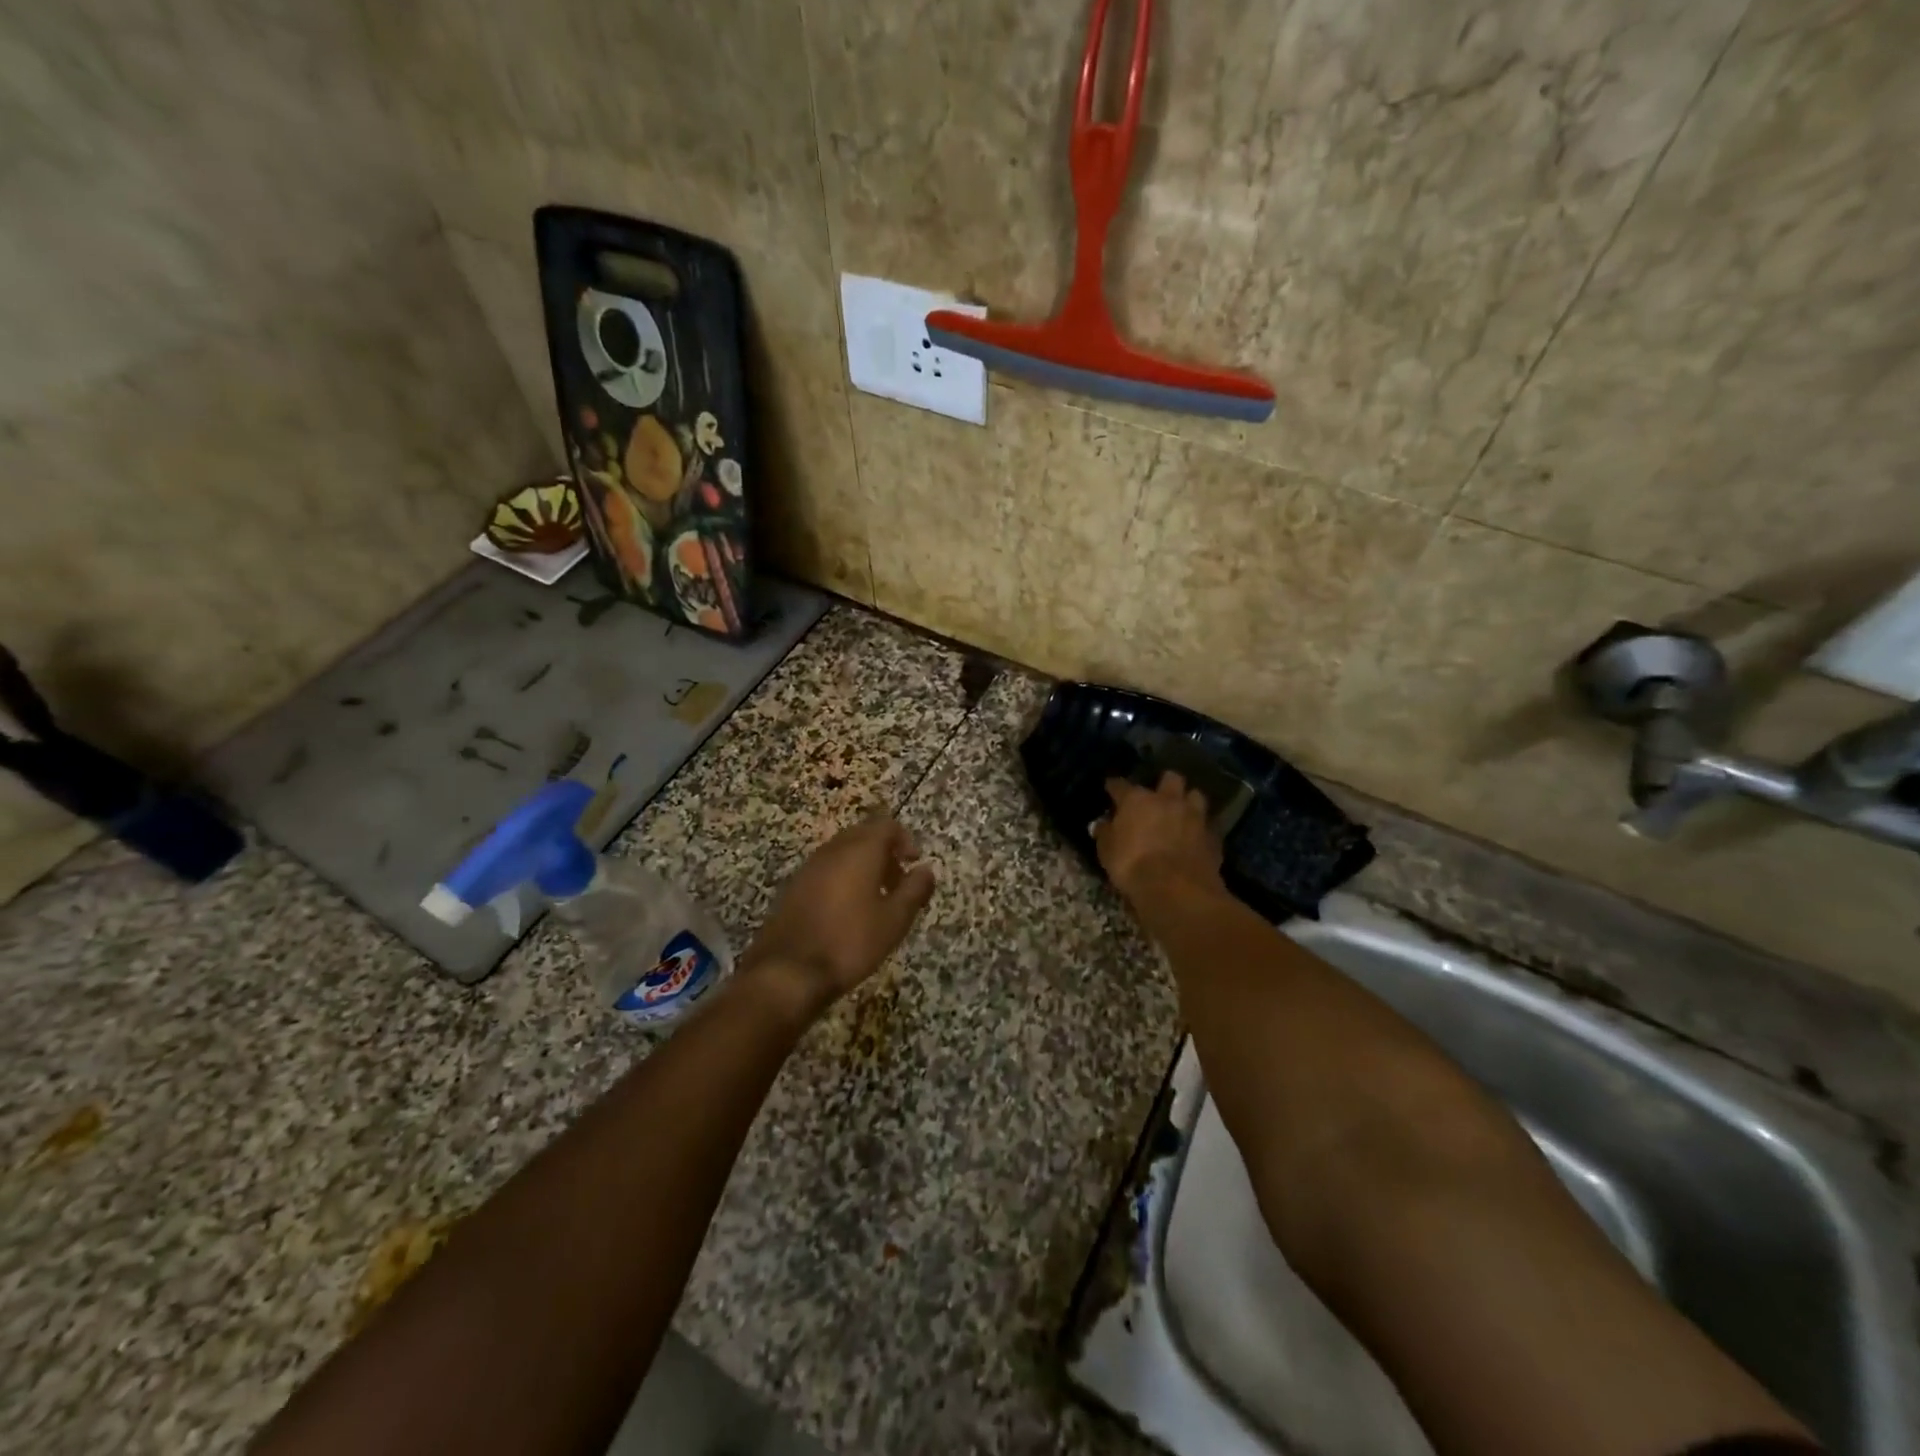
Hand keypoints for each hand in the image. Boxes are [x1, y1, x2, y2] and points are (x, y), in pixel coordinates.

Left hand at [743, 815, 935, 1016]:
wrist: (789, 971)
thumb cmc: (850, 941)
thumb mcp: (894, 920)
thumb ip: (914, 890)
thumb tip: (926, 869)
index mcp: (860, 850)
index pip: (886, 825)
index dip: (905, 839)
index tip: (913, 864)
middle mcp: (833, 850)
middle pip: (863, 835)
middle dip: (884, 852)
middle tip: (897, 882)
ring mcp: (809, 867)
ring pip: (843, 852)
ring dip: (863, 866)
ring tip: (875, 899)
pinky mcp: (794, 886)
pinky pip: (826, 869)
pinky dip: (842, 878)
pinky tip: (847, 911)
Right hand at [1095, 771, 1223, 901]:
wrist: (1176, 889)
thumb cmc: (1133, 866)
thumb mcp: (1107, 852)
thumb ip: (1106, 834)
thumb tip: (1102, 825)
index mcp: (1137, 800)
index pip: (1121, 785)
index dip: (1114, 786)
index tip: (1110, 788)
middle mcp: (1167, 800)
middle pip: (1171, 778)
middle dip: (1164, 784)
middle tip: (1158, 797)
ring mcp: (1194, 816)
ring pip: (1196, 796)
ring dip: (1188, 802)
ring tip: (1182, 813)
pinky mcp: (1213, 836)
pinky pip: (1207, 825)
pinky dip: (1201, 829)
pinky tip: (1195, 838)